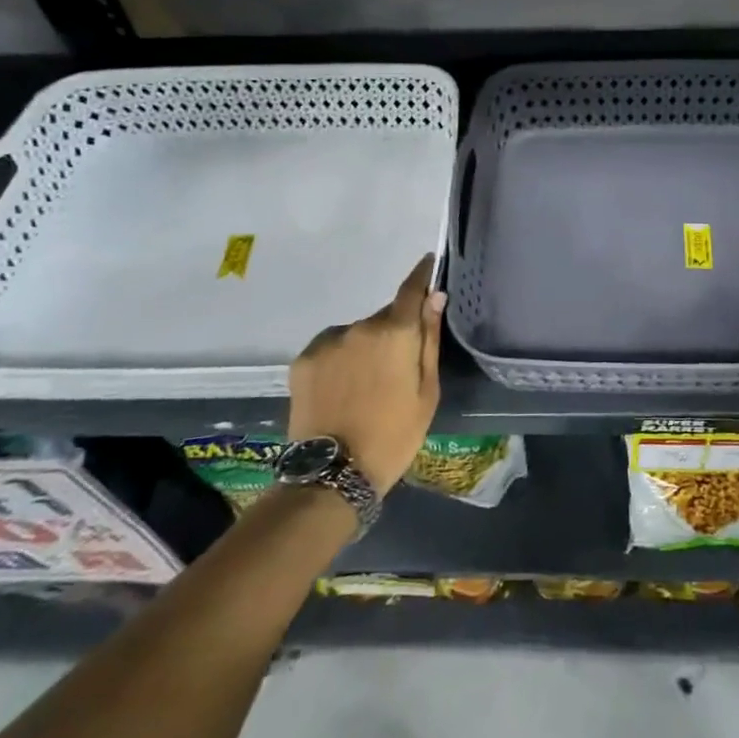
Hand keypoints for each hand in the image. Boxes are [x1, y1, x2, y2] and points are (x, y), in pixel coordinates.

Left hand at [286, 255, 443, 494]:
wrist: (333, 474)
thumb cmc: (394, 435)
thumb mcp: (427, 391)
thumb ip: (429, 339)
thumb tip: (435, 296)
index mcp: (396, 332)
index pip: (412, 288)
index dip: (423, 273)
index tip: (429, 263)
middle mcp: (360, 326)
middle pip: (384, 317)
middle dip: (393, 331)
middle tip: (396, 366)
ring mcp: (327, 342)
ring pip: (356, 334)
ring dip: (364, 347)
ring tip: (364, 386)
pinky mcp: (303, 359)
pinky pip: (331, 348)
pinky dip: (339, 360)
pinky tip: (340, 390)